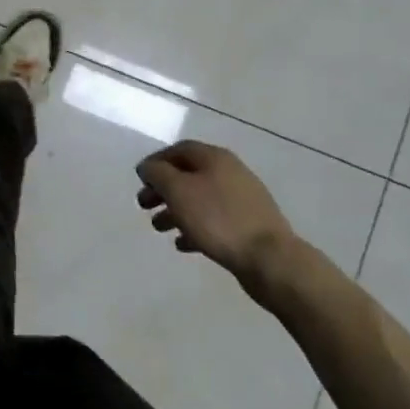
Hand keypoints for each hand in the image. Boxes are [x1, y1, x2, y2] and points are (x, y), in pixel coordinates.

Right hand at [137, 140, 298, 286]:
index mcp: (215, 158)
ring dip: (176, 210)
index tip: (140, 180)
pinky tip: (183, 244)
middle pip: (188, 174)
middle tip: (144, 206)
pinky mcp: (248, 226)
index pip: (179, 150)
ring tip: (159, 228)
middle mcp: (230, 172)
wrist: (269, 259)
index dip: (156, 162)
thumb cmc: (218, 218)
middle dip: (163, 189)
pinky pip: (214, 220)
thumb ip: (158, 174)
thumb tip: (148, 167)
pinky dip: (195, 227)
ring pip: (200, 199)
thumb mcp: (178, 191)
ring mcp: (242, 200)